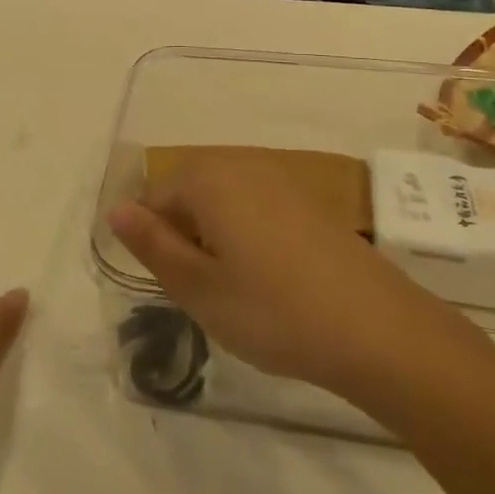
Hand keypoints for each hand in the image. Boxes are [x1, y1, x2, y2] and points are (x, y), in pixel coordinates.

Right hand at [107, 150, 424, 398]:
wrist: (379, 330)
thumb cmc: (273, 310)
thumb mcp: (197, 287)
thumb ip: (151, 244)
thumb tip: (115, 209)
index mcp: (207, 177)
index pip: (153, 200)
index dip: (156, 245)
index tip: (180, 287)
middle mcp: (242, 163)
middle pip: (189, 195)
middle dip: (187, 238)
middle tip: (207, 291)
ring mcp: (282, 178)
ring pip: (224, 203)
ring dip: (218, 240)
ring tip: (239, 290)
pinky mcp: (311, 200)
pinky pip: (258, 209)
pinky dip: (251, 238)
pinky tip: (272, 280)